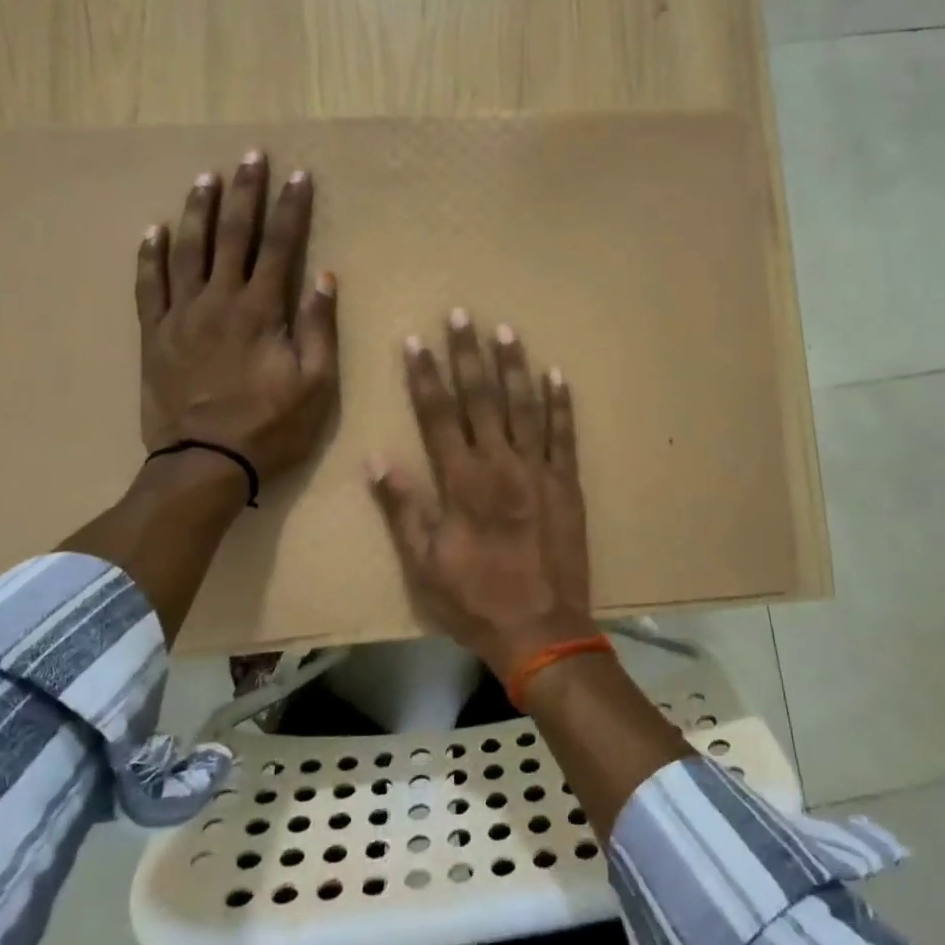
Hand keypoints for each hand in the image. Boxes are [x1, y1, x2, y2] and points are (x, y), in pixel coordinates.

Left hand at [136, 152, 339, 485]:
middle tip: (250, 157)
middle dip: (245, 193)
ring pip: (187, 250)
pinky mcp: (154, 336)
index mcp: (261, 310)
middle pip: (232, 235)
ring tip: (205, 178)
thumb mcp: (316, 384)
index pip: (280, 245)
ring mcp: (181, 316)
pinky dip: (150, 255)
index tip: (298, 175)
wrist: (205, 463)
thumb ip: (318, 326)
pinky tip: (153, 230)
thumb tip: (324, 276)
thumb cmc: (270, 426)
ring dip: (198, 211)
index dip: (291, 208)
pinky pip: (148, 286)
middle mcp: (219, 301)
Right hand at [368, 309, 592, 677]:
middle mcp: (501, 464)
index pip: (438, 415)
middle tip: (462, 315)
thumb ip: (403, 508)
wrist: (541, 629)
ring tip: (506, 331)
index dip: (425, 376)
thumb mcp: (423, 563)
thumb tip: (377, 457)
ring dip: (514, 367)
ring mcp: (539, 469)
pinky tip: (557, 374)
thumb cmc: (475, 599)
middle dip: (468, 354)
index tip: (415, 340)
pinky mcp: (567, 482)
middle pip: (481, 398)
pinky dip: (561, 403)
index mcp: (462, 481)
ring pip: (524, 406)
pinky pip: (564, 434)